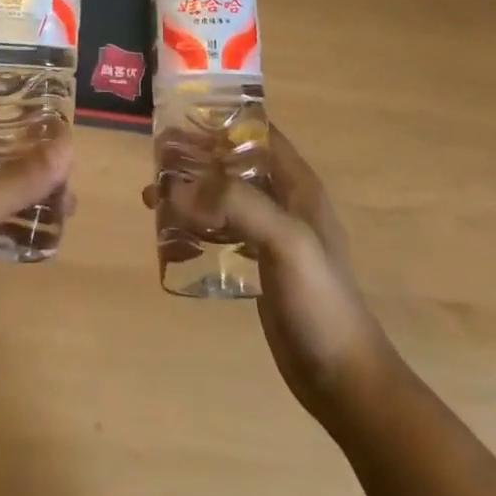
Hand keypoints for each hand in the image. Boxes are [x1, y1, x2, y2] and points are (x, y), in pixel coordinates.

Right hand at [145, 125, 388, 427]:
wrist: (342, 378)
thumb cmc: (320, 300)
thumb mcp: (285, 240)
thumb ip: (237, 205)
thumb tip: (179, 187)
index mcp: (298, 185)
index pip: (259, 134)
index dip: (224, 121)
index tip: (182, 117)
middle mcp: (285, 202)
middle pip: (235, 164)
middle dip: (198, 156)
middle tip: (156, 156)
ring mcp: (272, 236)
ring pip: (225, 198)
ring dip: (192, 191)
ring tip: (152, 194)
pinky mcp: (260, 267)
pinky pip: (222, 232)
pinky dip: (197, 225)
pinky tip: (171, 234)